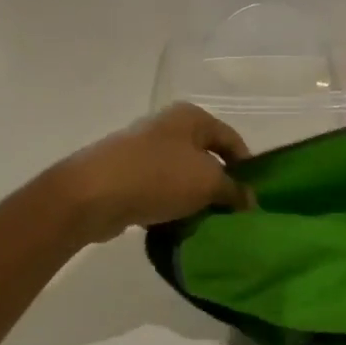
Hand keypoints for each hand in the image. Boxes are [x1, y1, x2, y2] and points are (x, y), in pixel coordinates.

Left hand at [48, 103, 252, 243]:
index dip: (247, 168)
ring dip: (194, 200)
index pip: (231, 139)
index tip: (253, 198)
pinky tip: (175, 227)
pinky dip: (169, 207)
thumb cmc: (159, 177)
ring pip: (181, 177)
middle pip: (205, 158)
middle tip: (231, 214)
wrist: (93, 194)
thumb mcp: (209, 183)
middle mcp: (167, 127)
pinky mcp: (125, 175)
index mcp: (191, 117)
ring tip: (205, 224)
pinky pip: (158, 191)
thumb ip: (234, 190)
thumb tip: (248, 200)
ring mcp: (143, 150)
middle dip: (219, 186)